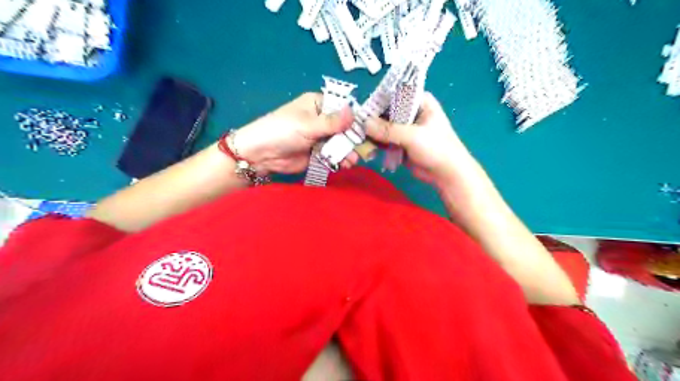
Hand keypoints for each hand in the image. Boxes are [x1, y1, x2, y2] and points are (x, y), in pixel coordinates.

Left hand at [232, 93, 360, 173]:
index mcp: (319, 104)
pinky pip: (333, 155)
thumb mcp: (308, 125)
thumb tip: (355, 112)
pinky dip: (340, 159)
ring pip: (341, 143)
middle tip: (367, 149)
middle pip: (345, 128)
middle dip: (355, 139)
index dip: (358, 118)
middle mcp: (322, 119)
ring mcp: (321, 137)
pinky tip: (345, 165)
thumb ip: (333, 122)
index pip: (344, 109)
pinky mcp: (318, 153)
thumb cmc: (282, 131)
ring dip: (348, 151)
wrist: (260, 155)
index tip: (372, 129)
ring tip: (353, 160)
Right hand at [364, 93, 473, 187]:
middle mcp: (410, 111)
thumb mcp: (412, 136)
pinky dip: (376, 142)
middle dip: (371, 119)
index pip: (393, 94)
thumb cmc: (436, 148)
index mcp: (419, 101)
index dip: (377, 100)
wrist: (447, 174)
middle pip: (385, 111)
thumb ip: (388, 129)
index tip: (361, 110)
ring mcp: (404, 128)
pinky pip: (384, 139)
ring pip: (383, 126)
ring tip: (356, 137)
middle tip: (355, 126)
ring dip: (372, 132)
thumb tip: (364, 123)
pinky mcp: (400, 142)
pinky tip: (364, 146)